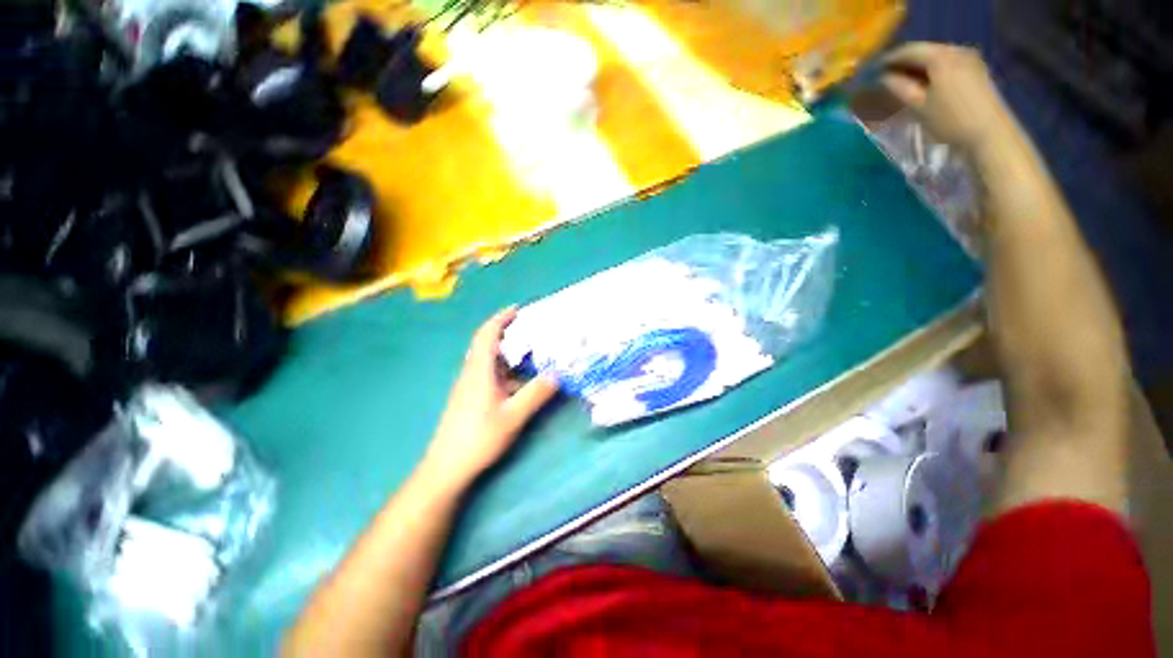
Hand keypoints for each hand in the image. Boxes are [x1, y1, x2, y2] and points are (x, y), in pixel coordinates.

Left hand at [422, 308, 558, 486]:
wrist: (447, 468)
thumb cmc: (478, 438)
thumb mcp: (513, 416)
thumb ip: (536, 394)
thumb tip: (557, 375)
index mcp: (479, 371)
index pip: (487, 335)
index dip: (501, 318)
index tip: (518, 309)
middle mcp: (472, 373)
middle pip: (487, 344)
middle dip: (507, 333)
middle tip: (531, 330)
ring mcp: (469, 387)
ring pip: (490, 361)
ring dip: (509, 354)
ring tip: (532, 353)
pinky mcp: (470, 398)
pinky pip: (490, 375)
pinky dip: (507, 371)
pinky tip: (521, 383)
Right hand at [881, 43, 1016, 153]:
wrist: (989, 133)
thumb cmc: (950, 120)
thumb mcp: (918, 106)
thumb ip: (899, 88)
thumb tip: (884, 78)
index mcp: (941, 57)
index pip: (909, 51)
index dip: (890, 59)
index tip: (874, 69)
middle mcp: (956, 50)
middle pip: (924, 52)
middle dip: (905, 63)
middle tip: (887, 76)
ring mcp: (969, 59)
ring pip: (936, 58)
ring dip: (918, 68)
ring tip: (903, 80)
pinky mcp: (975, 70)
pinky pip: (947, 64)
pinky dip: (932, 71)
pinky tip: (923, 82)